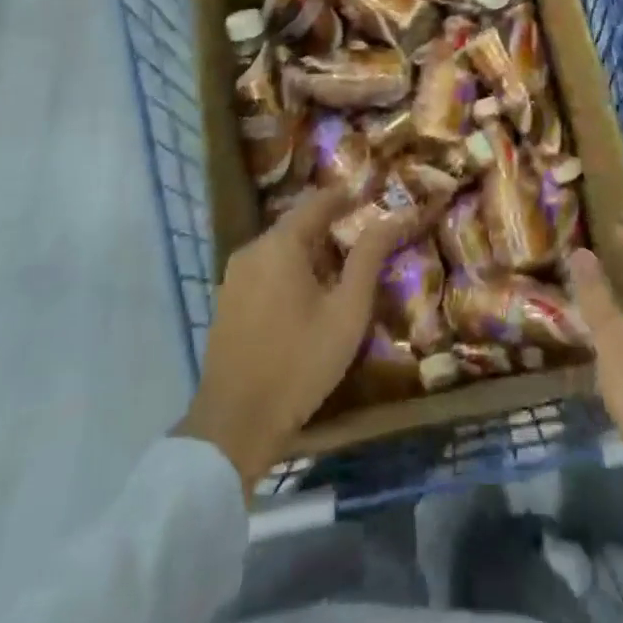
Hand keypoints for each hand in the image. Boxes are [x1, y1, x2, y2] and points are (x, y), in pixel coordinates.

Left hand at [176, 187, 404, 493]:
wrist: (234, 425)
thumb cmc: (300, 363)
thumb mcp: (347, 310)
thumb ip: (369, 257)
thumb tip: (395, 215)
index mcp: (280, 243)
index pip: (319, 201)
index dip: (348, 196)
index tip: (375, 198)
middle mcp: (252, 249)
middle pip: (298, 223)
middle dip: (332, 226)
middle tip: (366, 239)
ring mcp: (234, 276)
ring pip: (280, 248)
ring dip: (311, 250)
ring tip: (343, 269)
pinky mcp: (227, 301)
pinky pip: (265, 269)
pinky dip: (290, 270)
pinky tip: (309, 296)